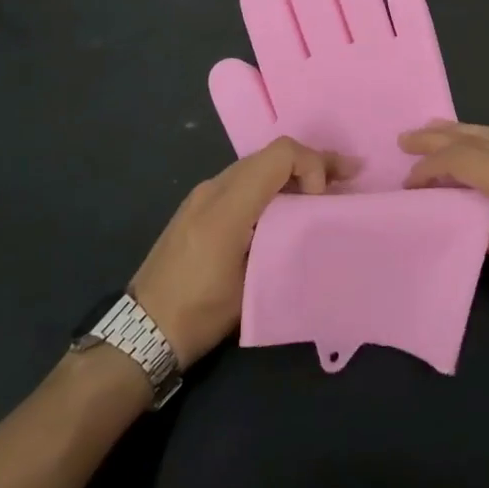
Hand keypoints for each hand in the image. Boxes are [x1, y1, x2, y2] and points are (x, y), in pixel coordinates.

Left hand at [131, 137, 342, 366]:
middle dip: (312, 163)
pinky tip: (288, 205)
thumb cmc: (198, 313)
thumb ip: (283, 244)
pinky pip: (243, 181)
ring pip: (258, 166)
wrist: (139, 333)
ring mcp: (202, 195)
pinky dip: (271, 185)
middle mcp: (214, 187)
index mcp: (228, 204)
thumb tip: (311, 225)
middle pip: (271, 155)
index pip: (281, 154)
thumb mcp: (251, 285)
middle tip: (349, 175)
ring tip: (326, 190)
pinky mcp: (198, 207)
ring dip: (292, 173)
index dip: (313, 165)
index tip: (322, 201)